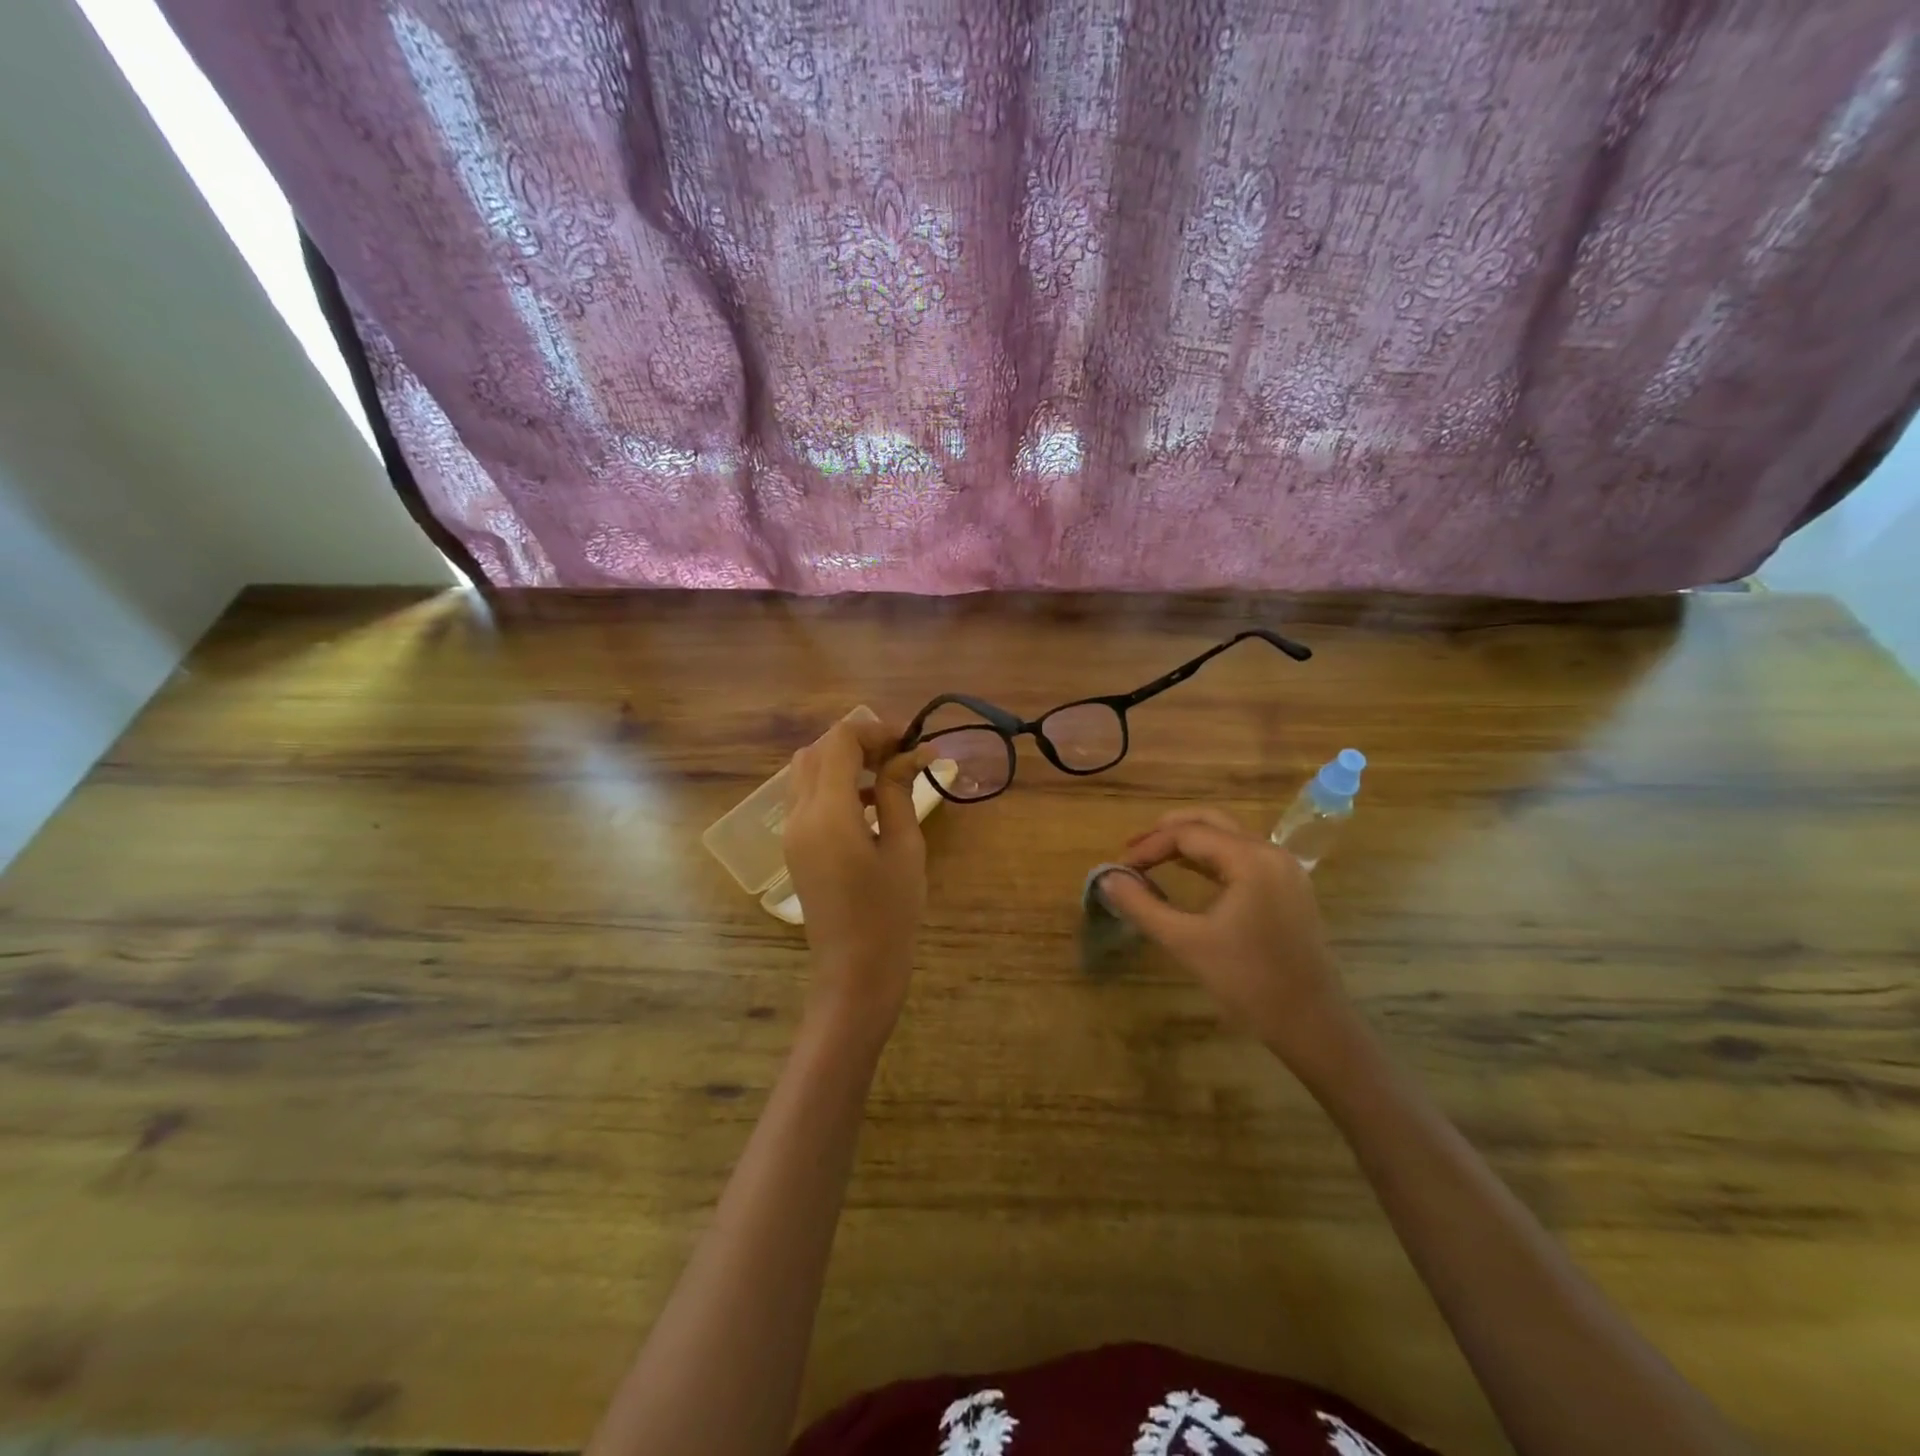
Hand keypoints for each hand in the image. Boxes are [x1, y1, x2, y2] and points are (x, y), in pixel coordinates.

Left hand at [781, 717, 931, 1041]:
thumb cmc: (890, 912)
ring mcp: (791, 832)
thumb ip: (898, 792)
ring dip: (843, 762)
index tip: (909, 742)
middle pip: (818, 751)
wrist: (855, 971)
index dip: (874, 730)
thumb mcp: (904, 847)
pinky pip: (807, 798)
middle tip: (898, 757)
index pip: (840, 742)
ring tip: (886, 778)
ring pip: (807, 772)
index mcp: (828, 813)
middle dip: (857, 742)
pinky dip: (834, 786)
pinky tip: (869, 806)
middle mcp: (799, 815)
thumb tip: (912, 752)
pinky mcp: (795, 847)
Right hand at [1097, 808, 1351, 1062]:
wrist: (1312, 1024)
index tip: (1120, 868)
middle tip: (1132, 850)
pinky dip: (1211, 857)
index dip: (1148, 846)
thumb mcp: (1186, 942)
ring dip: (1189, 842)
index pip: (1187, 834)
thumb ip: (1142, 905)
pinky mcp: (1288, 888)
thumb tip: (1106, 878)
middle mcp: (1271, 852)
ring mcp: (1284, 869)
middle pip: (1211, 821)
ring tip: (1152, 859)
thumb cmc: (1248, 981)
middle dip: (1168, 831)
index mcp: (1250, 859)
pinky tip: (1188, 873)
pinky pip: (1243, 856)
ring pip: (1228, 836)